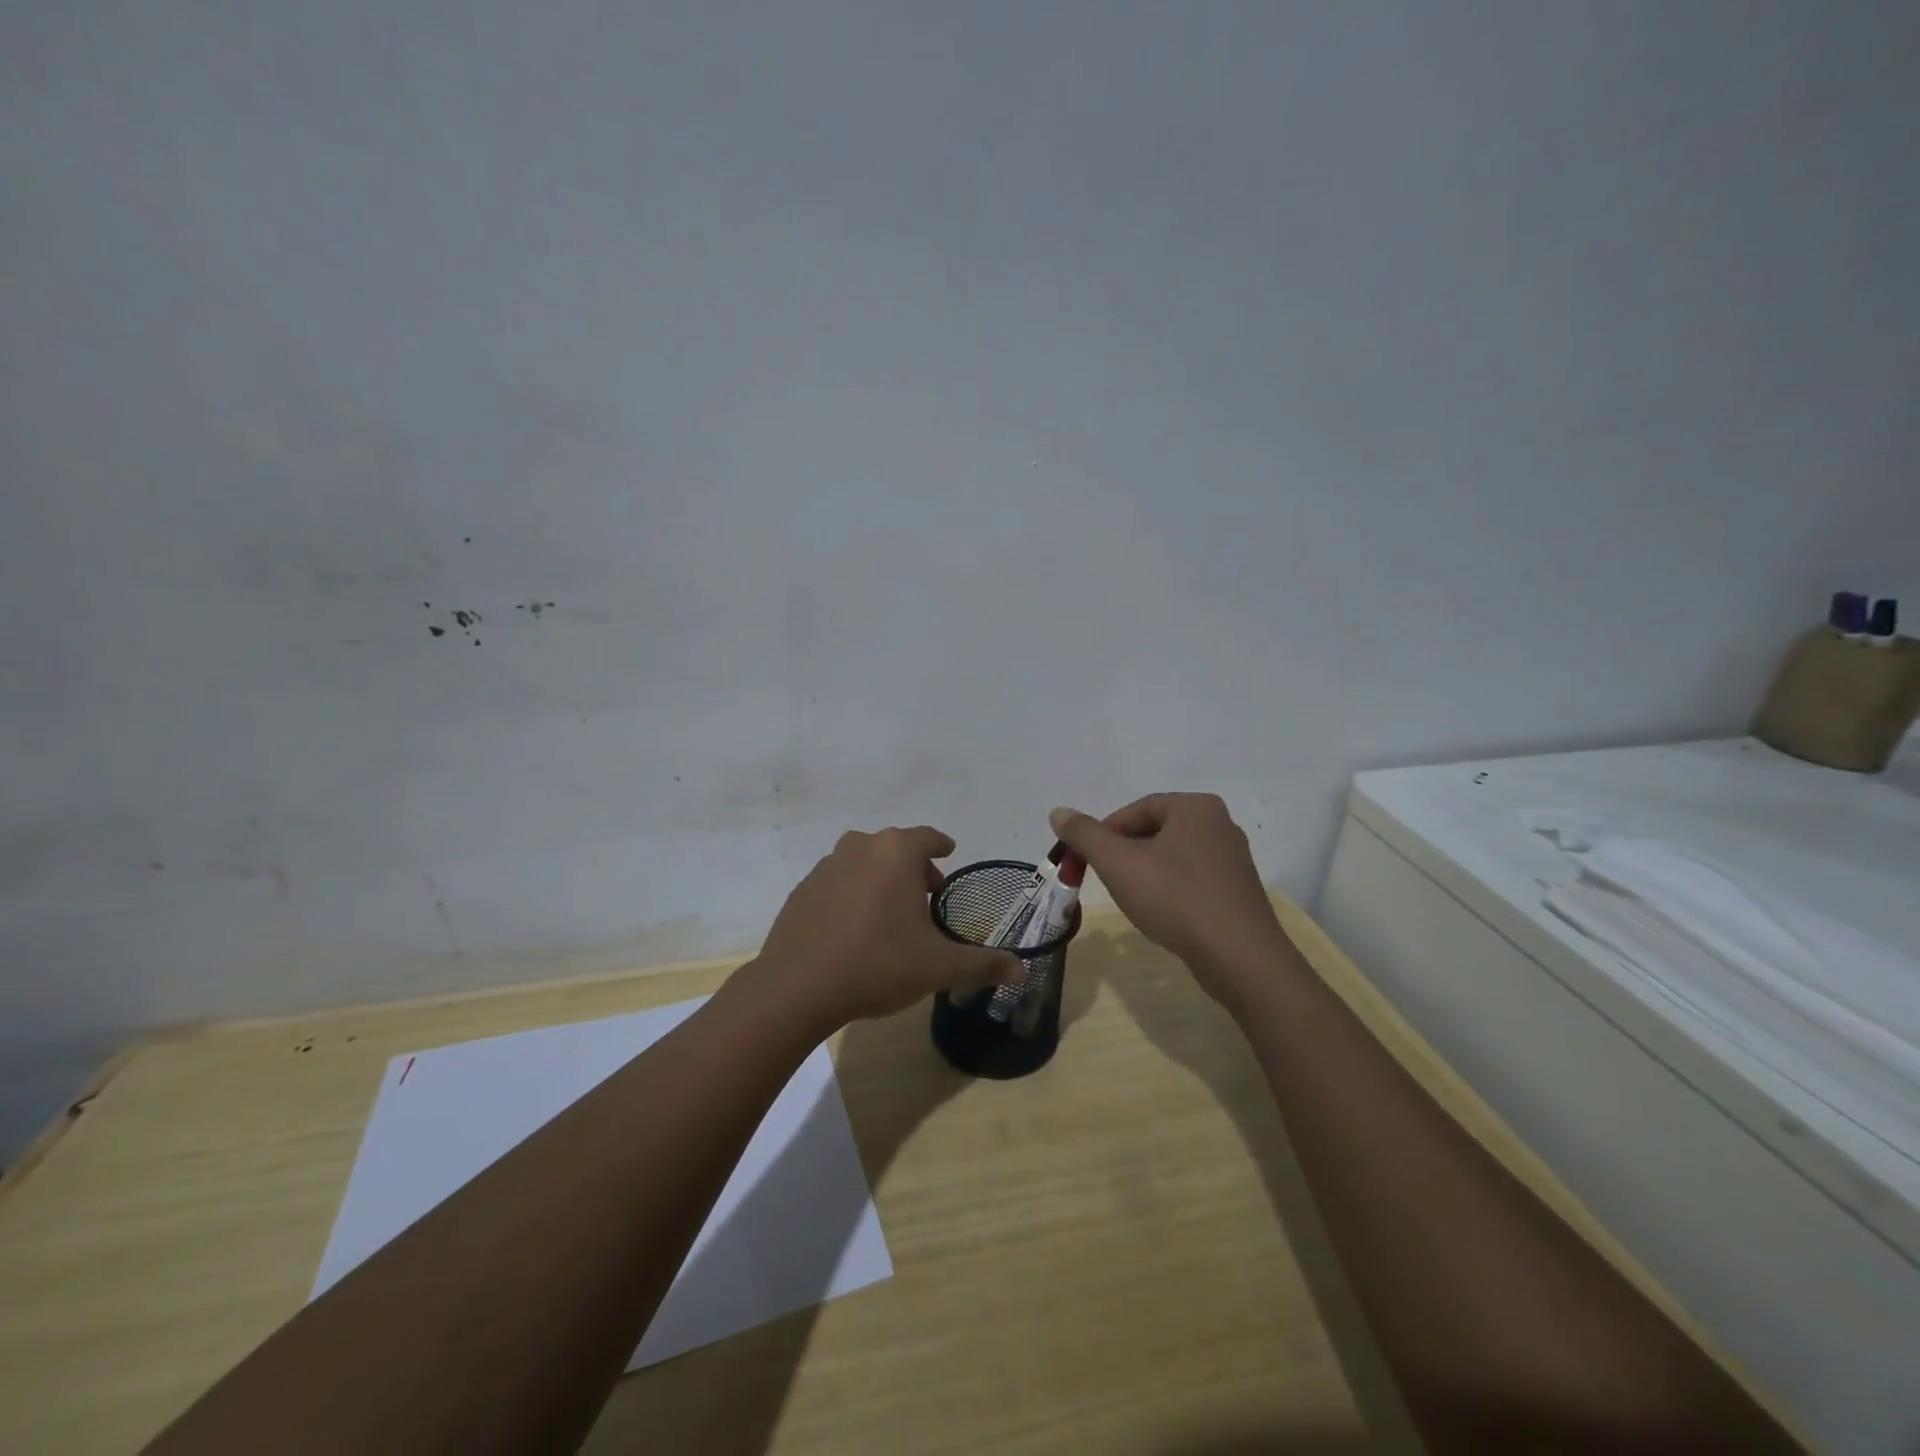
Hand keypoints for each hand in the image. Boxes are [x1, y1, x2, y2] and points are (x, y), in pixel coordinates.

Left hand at [750, 825, 1024, 1031]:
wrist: (797, 987)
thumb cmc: (877, 964)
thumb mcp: (938, 967)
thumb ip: (983, 964)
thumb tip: (1022, 970)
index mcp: (897, 853)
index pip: (928, 837)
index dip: (941, 846)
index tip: (949, 853)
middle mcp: (861, 847)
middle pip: (895, 848)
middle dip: (914, 868)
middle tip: (928, 896)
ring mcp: (826, 866)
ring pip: (865, 862)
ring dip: (882, 879)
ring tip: (892, 913)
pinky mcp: (802, 889)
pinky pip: (838, 882)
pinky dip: (853, 894)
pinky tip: (856, 928)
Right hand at [1048, 795, 1287, 1005]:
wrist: (1240, 958)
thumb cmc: (1176, 899)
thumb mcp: (1119, 864)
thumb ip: (1085, 835)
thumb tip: (1058, 811)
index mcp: (1195, 807)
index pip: (1135, 810)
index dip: (1104, 834)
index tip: (1086, 861)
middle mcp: (1219, 823)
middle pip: (1154, 831)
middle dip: (1124, 854)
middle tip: (1106, 880)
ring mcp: (1233, 858)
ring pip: (1173, 857)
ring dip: (1146, 873)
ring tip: (1132, 900)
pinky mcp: (1238, 890)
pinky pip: (1193, 879)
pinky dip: (1171, 890)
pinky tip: (1162, 914)